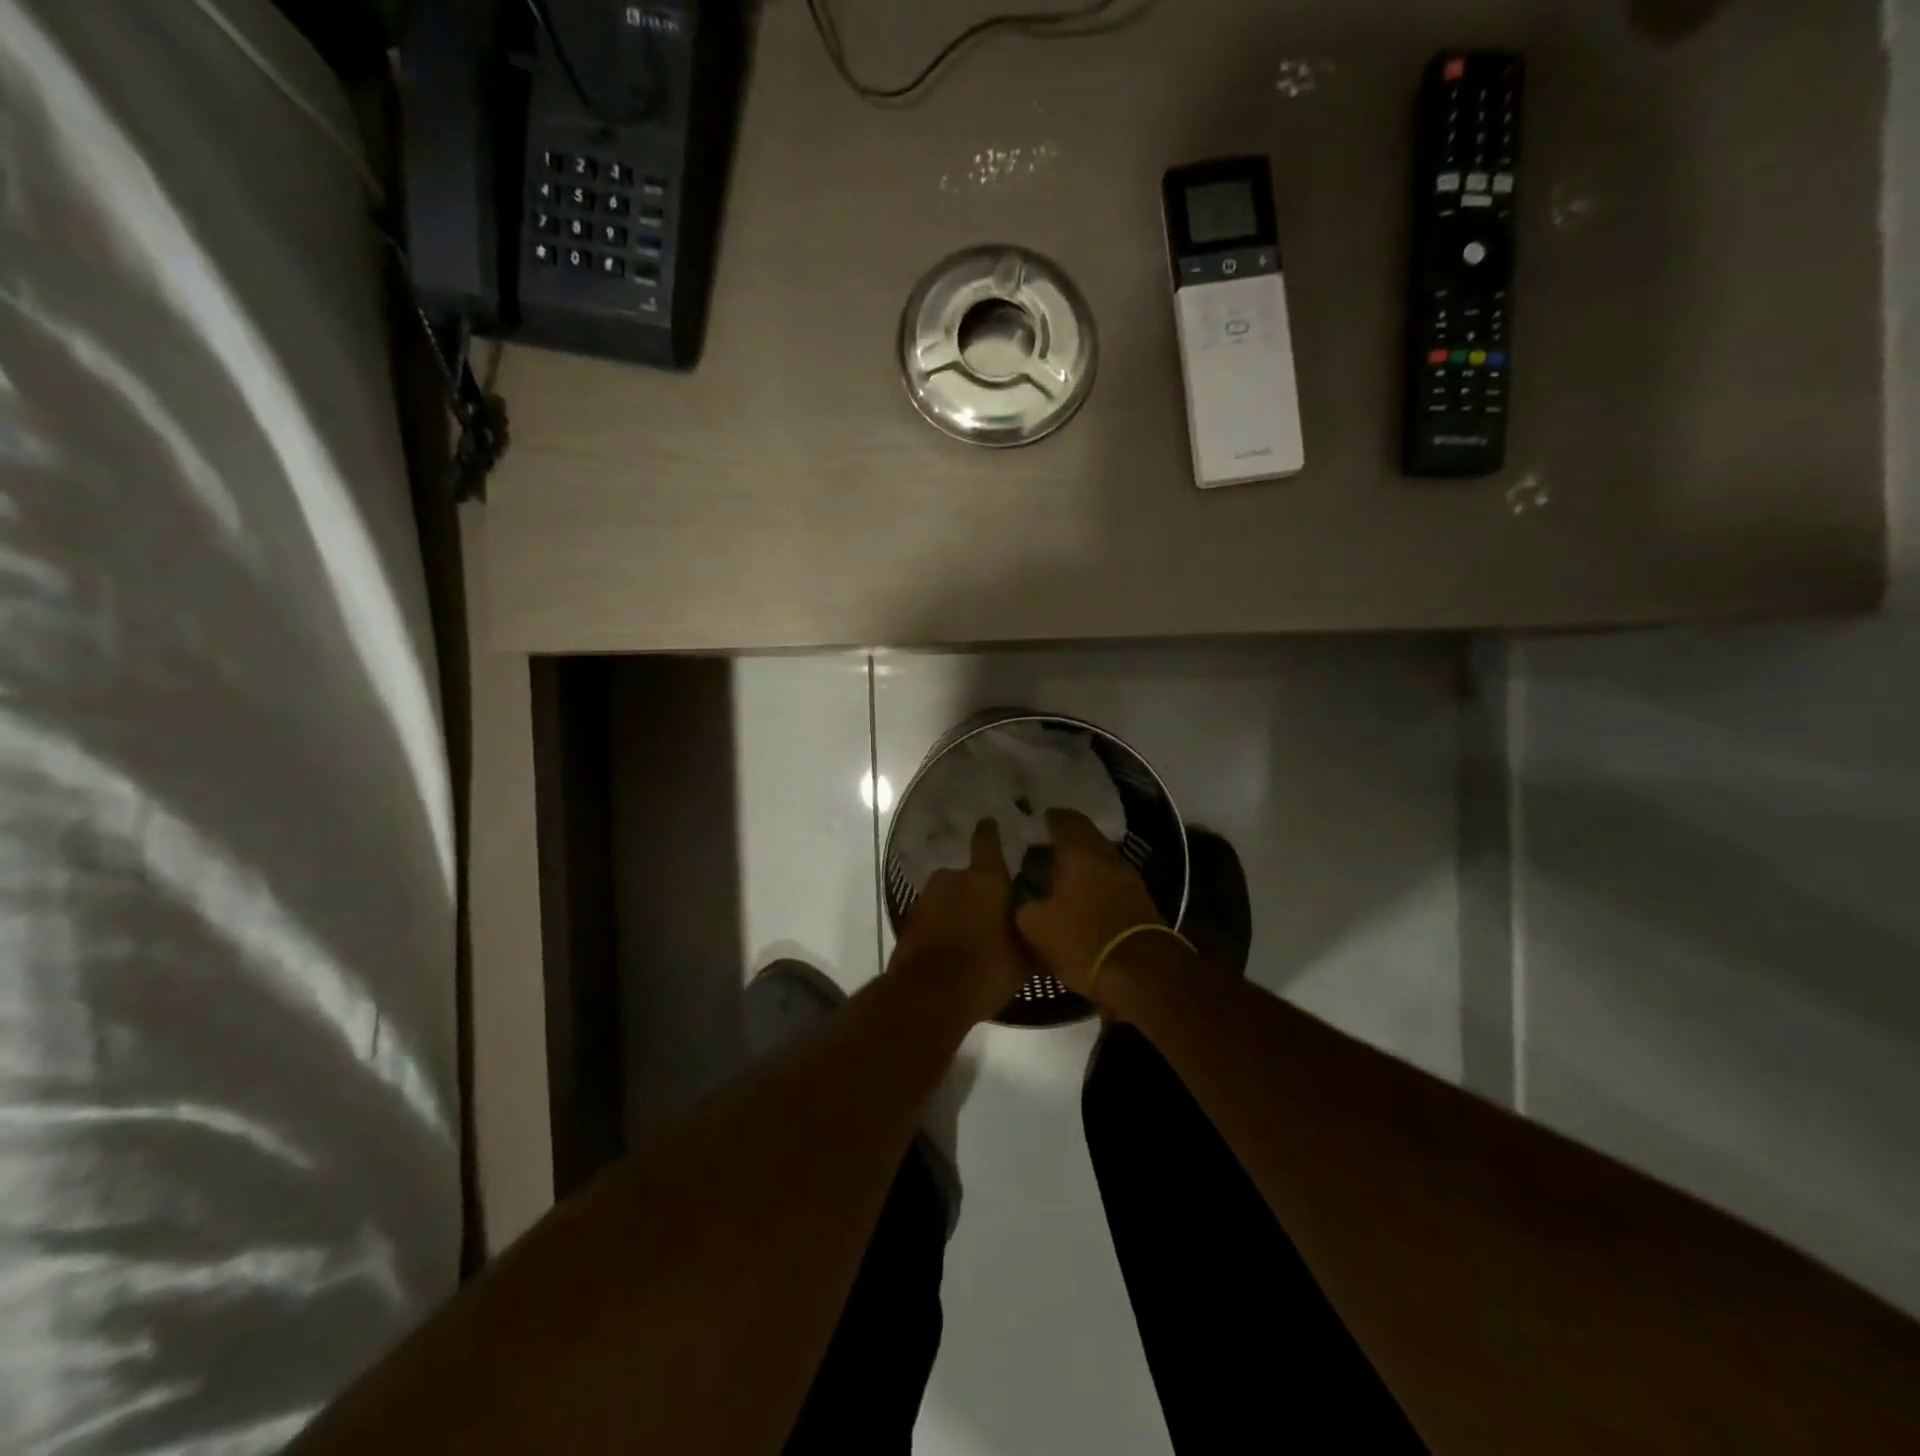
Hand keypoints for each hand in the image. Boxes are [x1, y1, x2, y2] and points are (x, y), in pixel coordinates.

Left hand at [891, 819, 1030, 1023]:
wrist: (928, 996)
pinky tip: (952, 952)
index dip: (990, 832)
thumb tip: (1044, 931)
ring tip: (972, 938)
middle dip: (978, 891)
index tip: (991, 822)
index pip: (988, 842)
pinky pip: (932, 919)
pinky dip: (941, 929)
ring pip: (948, 898)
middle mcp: (952, 879)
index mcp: (985, 879)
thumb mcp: (1024, 959)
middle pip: (968, 877)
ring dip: (957, 911)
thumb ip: (1033, 936)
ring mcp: (926, 899)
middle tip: (992, 914)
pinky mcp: (909, 923)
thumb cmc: (986, 969)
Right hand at [1014, 809, 1165, 997]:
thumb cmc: (1083, 940)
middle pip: (1088, 836)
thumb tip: (1025, 897)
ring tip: (1064, 871)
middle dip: (1069, 837)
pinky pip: (1113, 881)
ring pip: (1102, 858)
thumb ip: (1025, 904)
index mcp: (1080, 852)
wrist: (1142, 973)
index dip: (1052, 817)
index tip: (1040, 818)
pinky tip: (1085, 896)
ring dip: (1085, 860)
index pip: (1065, 820)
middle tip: (1048, 844)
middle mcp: (1107, 857)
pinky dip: (1098, 882)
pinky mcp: (1141, 901)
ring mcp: (1129, 878)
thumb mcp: (1036, 926)